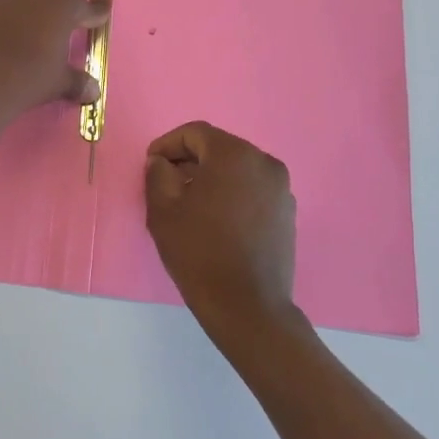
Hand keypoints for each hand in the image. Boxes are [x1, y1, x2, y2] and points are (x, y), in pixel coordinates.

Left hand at [0, 0, 109, 125]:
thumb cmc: (28, 77)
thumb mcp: (59, 83)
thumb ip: (77, 82)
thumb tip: (93, 91)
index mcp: (59, 3)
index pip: (86, 7)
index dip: (95, 13)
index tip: (101, 14)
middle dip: (52, 11)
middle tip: (53, 33)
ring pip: (14, 0)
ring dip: (20, 14)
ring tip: (19, 39)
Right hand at [145, 122, 301, 353]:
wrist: (247, 305)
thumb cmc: (199, 251)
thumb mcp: (163, 209)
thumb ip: (158, 174)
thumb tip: (161, 162)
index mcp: (234, 155)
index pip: (195, 133)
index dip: (168, 144)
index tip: (150, 164)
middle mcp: (264, 163)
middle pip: (219, 148)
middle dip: (189, 159)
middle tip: (165, 181)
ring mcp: (281, 189)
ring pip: (237, 169)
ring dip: (211, 177)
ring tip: (189, 202)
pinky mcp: (287, 213)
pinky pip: (253, 190)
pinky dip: (231, 193)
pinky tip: (215, 219)